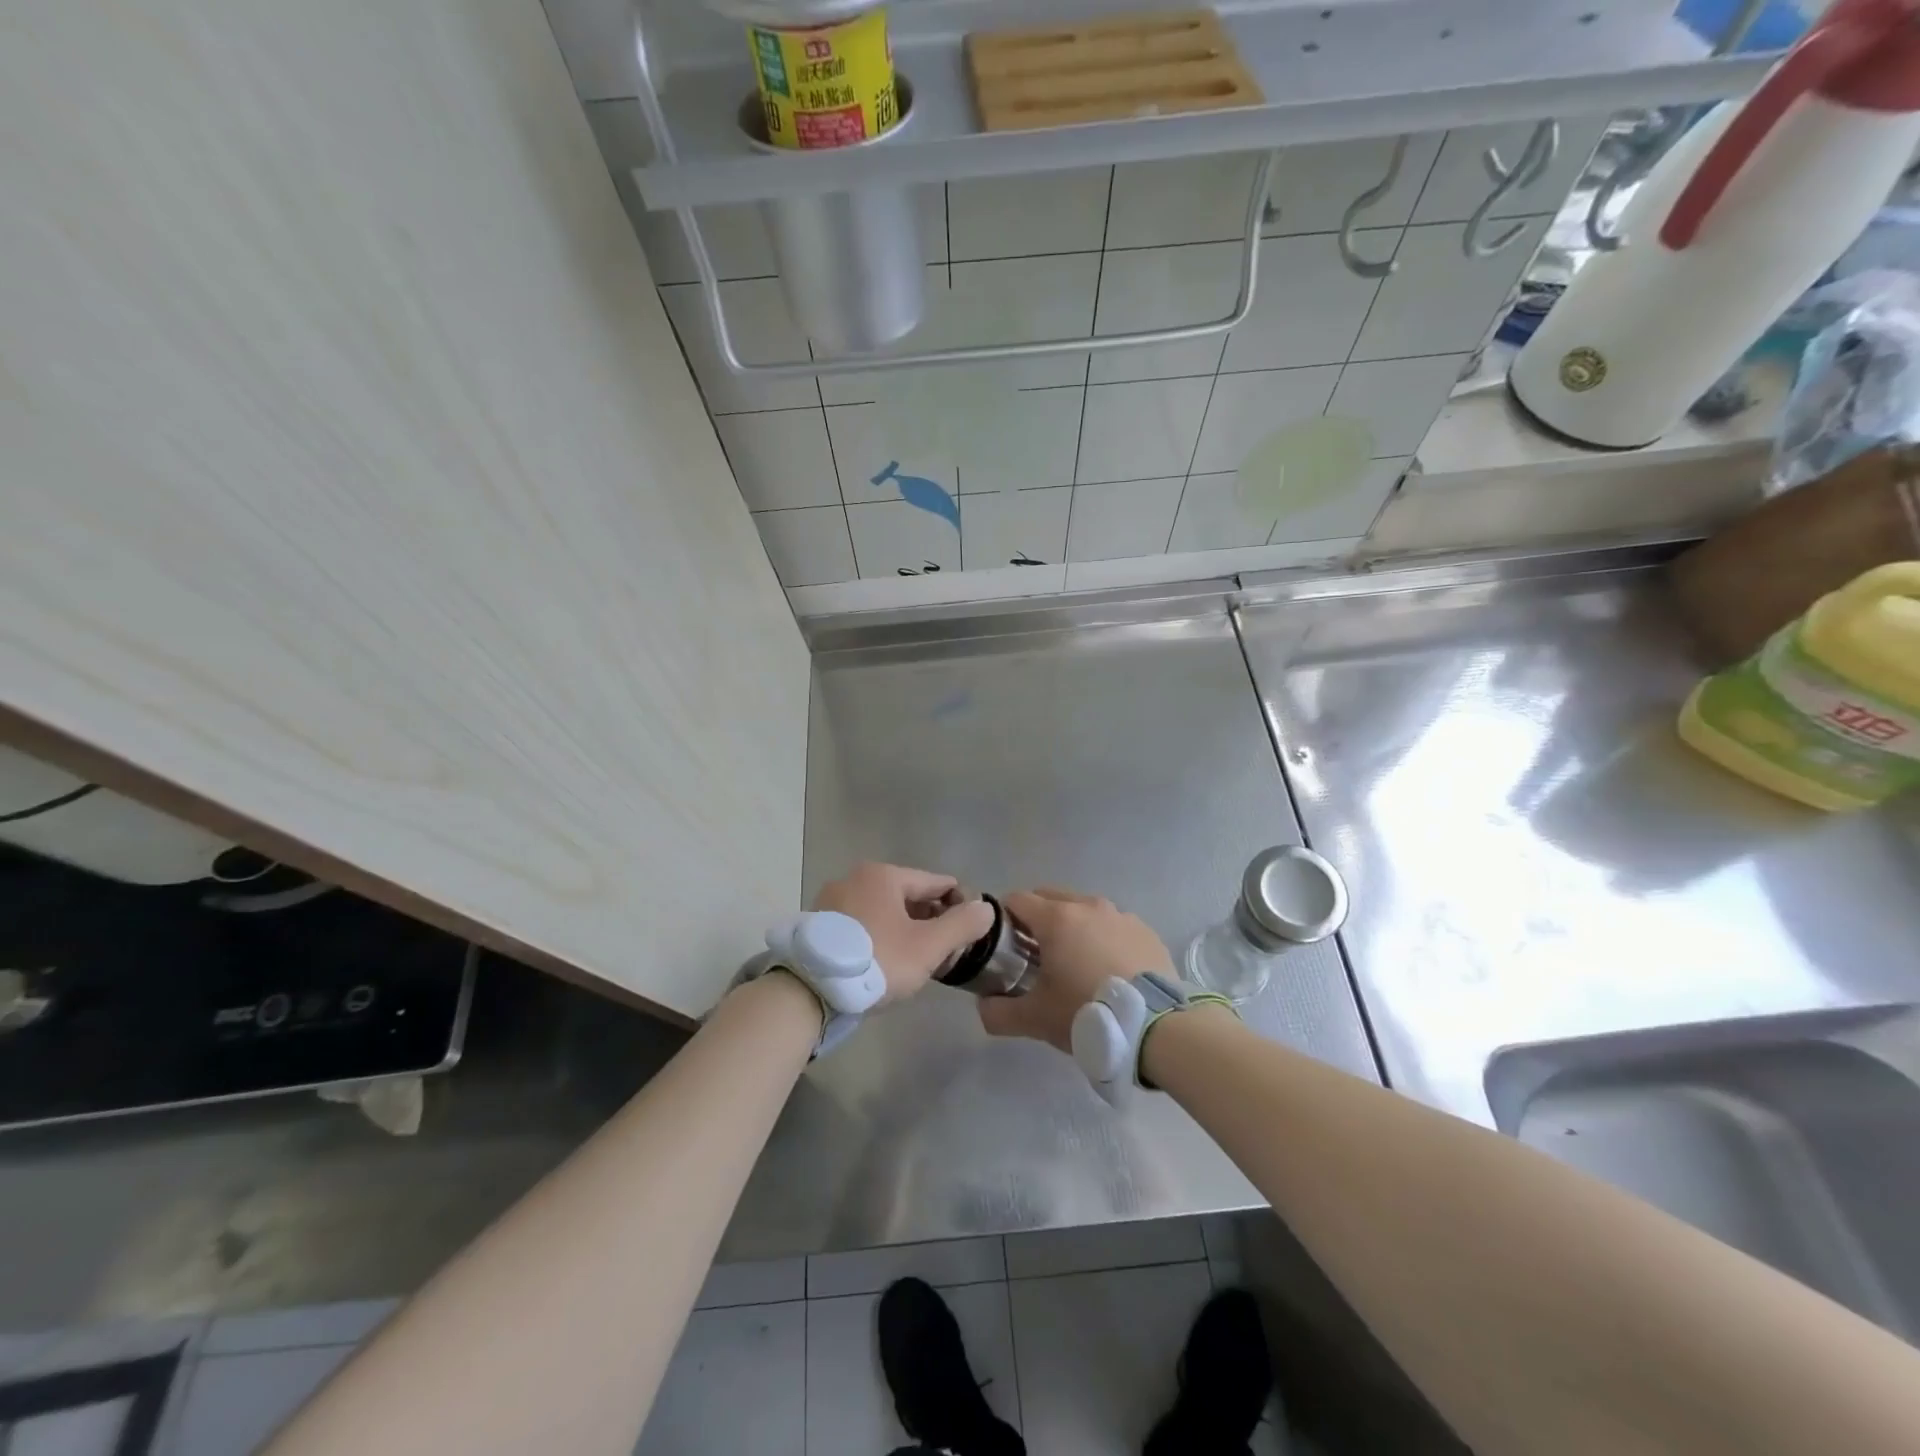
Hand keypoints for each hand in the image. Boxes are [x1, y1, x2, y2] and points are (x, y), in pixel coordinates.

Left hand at [813, 862, 994, 1005]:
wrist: (810, 989)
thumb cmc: (877, 960)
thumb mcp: (928, 947)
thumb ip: (961, 925)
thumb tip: (985, 908)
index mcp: (884, 876)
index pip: (934, 882)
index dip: (957, 901)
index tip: (970, 926)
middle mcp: (855, 878)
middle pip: (906, 895)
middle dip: (929, 917)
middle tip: (945, 948)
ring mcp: (832, 899)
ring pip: (881, 909)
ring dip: (902, 927)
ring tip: (916, 957)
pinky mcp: (818, 924)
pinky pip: (860, 922)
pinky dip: (877, 934)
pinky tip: (883, 959)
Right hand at [977, 888, 1173, 1051]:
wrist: (1157, 1027)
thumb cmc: (1087, 1013)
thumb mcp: (1036, 1019)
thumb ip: (999, 1012)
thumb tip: (982, 1007)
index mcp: (1056, 918)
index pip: (1017, 899)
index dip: (1004, 918)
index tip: (1004, 945)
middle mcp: (1088, 906)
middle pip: (1050, 898)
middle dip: (1036, 918)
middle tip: (1035, 954)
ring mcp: (1121, 915)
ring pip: (1084, 909)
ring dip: (1072, 926)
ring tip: (1074, 962)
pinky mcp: (1145, 930)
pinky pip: (1113, 925)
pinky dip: (1103, 938)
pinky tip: (1107, 969)